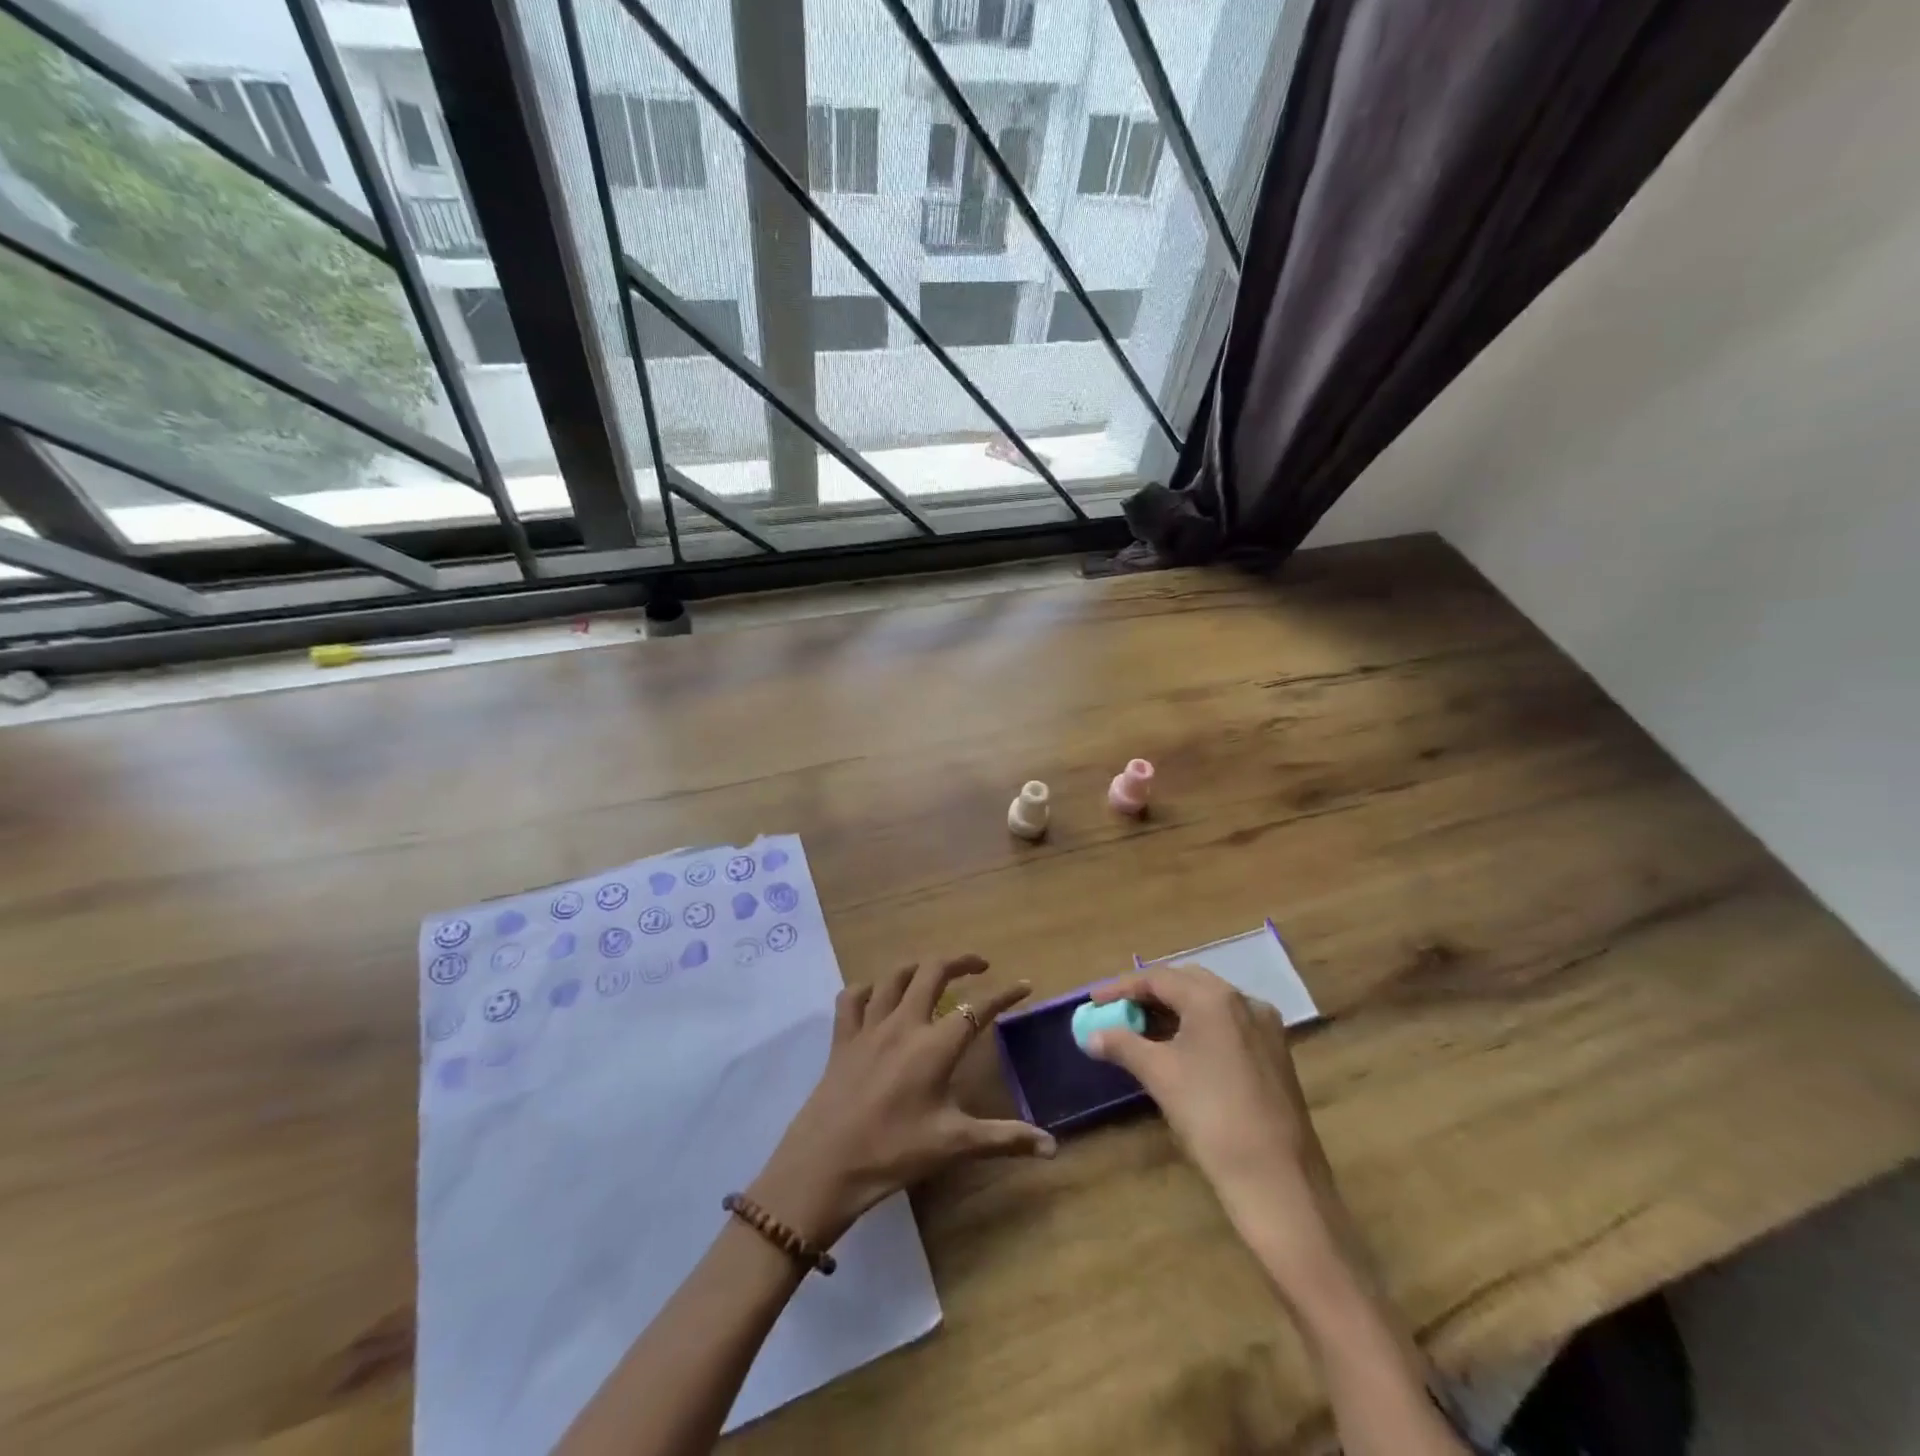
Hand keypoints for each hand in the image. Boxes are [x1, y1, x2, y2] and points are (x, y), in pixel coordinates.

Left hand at [750, 954, 1055, 1248]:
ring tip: (933, 973)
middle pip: (933, 972)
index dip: (1004, 995)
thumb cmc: (894, 1152)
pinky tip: (877, 996)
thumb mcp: (954, 1145)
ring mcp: (869, 1026)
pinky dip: (868, 989)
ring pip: (894, 976)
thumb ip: (1005, 1139)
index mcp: (934, 1046)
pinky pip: (853, 998)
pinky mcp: (843, 1037)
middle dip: (960, 961)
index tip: (1024, 986)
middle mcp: (904, 1024)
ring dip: (918, 967)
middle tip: (979, 966)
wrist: (826, 1164)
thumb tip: (1053, 1147)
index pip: (977, 1008)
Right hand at [1083, 967, 1337, 1273]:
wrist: (1278, 1180)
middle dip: (1149, 995)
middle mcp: (1244, 1001)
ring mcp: (1265, 1028)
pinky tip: (1180, 1050)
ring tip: (1142, 1031)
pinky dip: (1198, 1028)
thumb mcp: (1159, 1074)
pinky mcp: (1276, 1055)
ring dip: (1174, 1012)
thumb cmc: (1211, 1115)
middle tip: (1118, 1012)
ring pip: (1209, 1005)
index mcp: (1215, 998)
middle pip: (1186, 984)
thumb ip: (1122, 1045)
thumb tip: (1090, 1036)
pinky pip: (1228, 1026)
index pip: (1158, 978)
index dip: (1121, 987)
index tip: (1093, 1001)